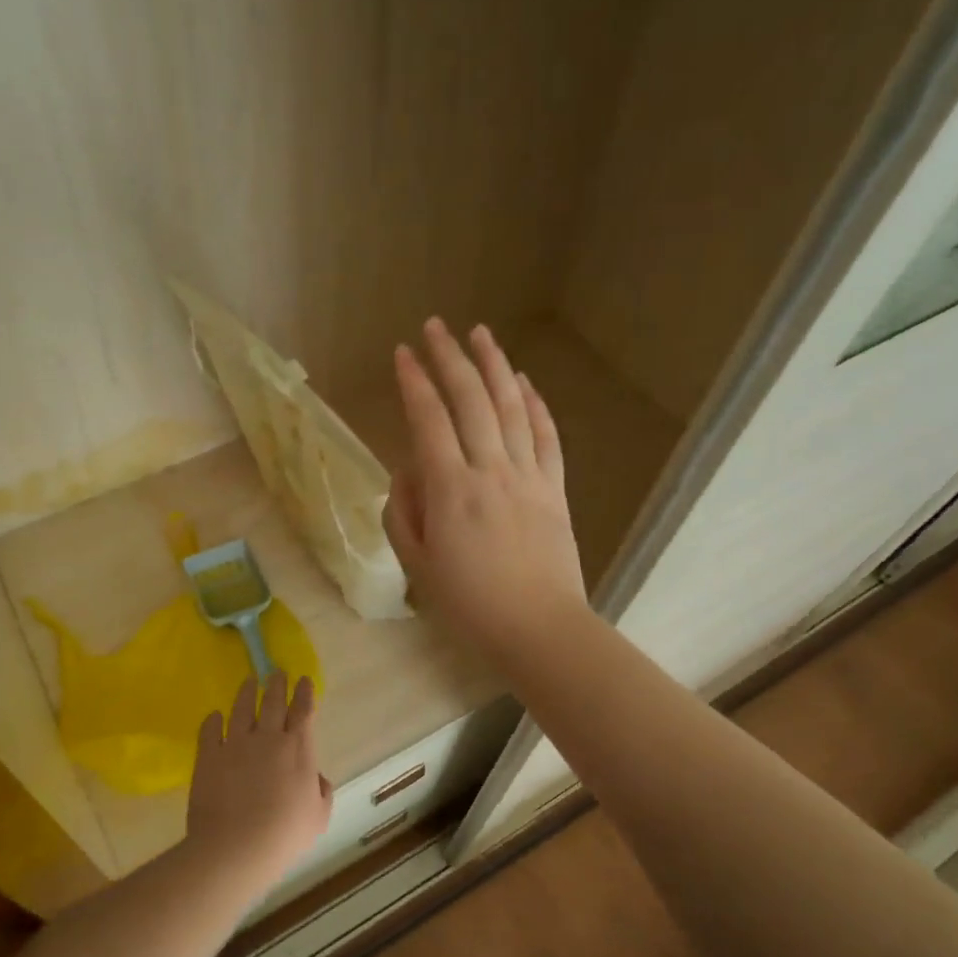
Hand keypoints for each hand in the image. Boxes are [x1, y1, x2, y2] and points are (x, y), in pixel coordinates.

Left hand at [187, 673, 331, 893]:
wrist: (235, 847)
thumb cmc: (284, 835)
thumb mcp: (318, 818)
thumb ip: (321, 792)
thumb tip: (316, 777)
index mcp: (298, 749)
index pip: (303, 711)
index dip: (304, 693)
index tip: (303, 679)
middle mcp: (268, 738)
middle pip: (273, 702)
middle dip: (277, 684)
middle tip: (276, 672)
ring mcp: (235, 743)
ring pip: (242, 708)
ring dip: (247, 692)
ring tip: (249, 681)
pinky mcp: (208, 755)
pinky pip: (210, 730)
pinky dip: (213, 720)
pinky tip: (214, 716)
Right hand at [383, 318, 587, 662]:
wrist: (538, 629)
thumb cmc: (469, 605)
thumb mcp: (416, 564)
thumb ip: (402, 513)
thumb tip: (408, 471)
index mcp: (451, 489)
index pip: (429, 419)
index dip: (414, 381)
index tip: (402, 353)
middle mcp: (490, 469)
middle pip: (471, 400)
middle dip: (450, 358)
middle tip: (436, 327)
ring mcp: (528, 476)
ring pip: (512, 407)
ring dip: (495, 366)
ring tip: (480, 334)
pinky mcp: (555, 489)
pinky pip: (547, 436)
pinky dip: (536, 404)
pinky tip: (524, 382)